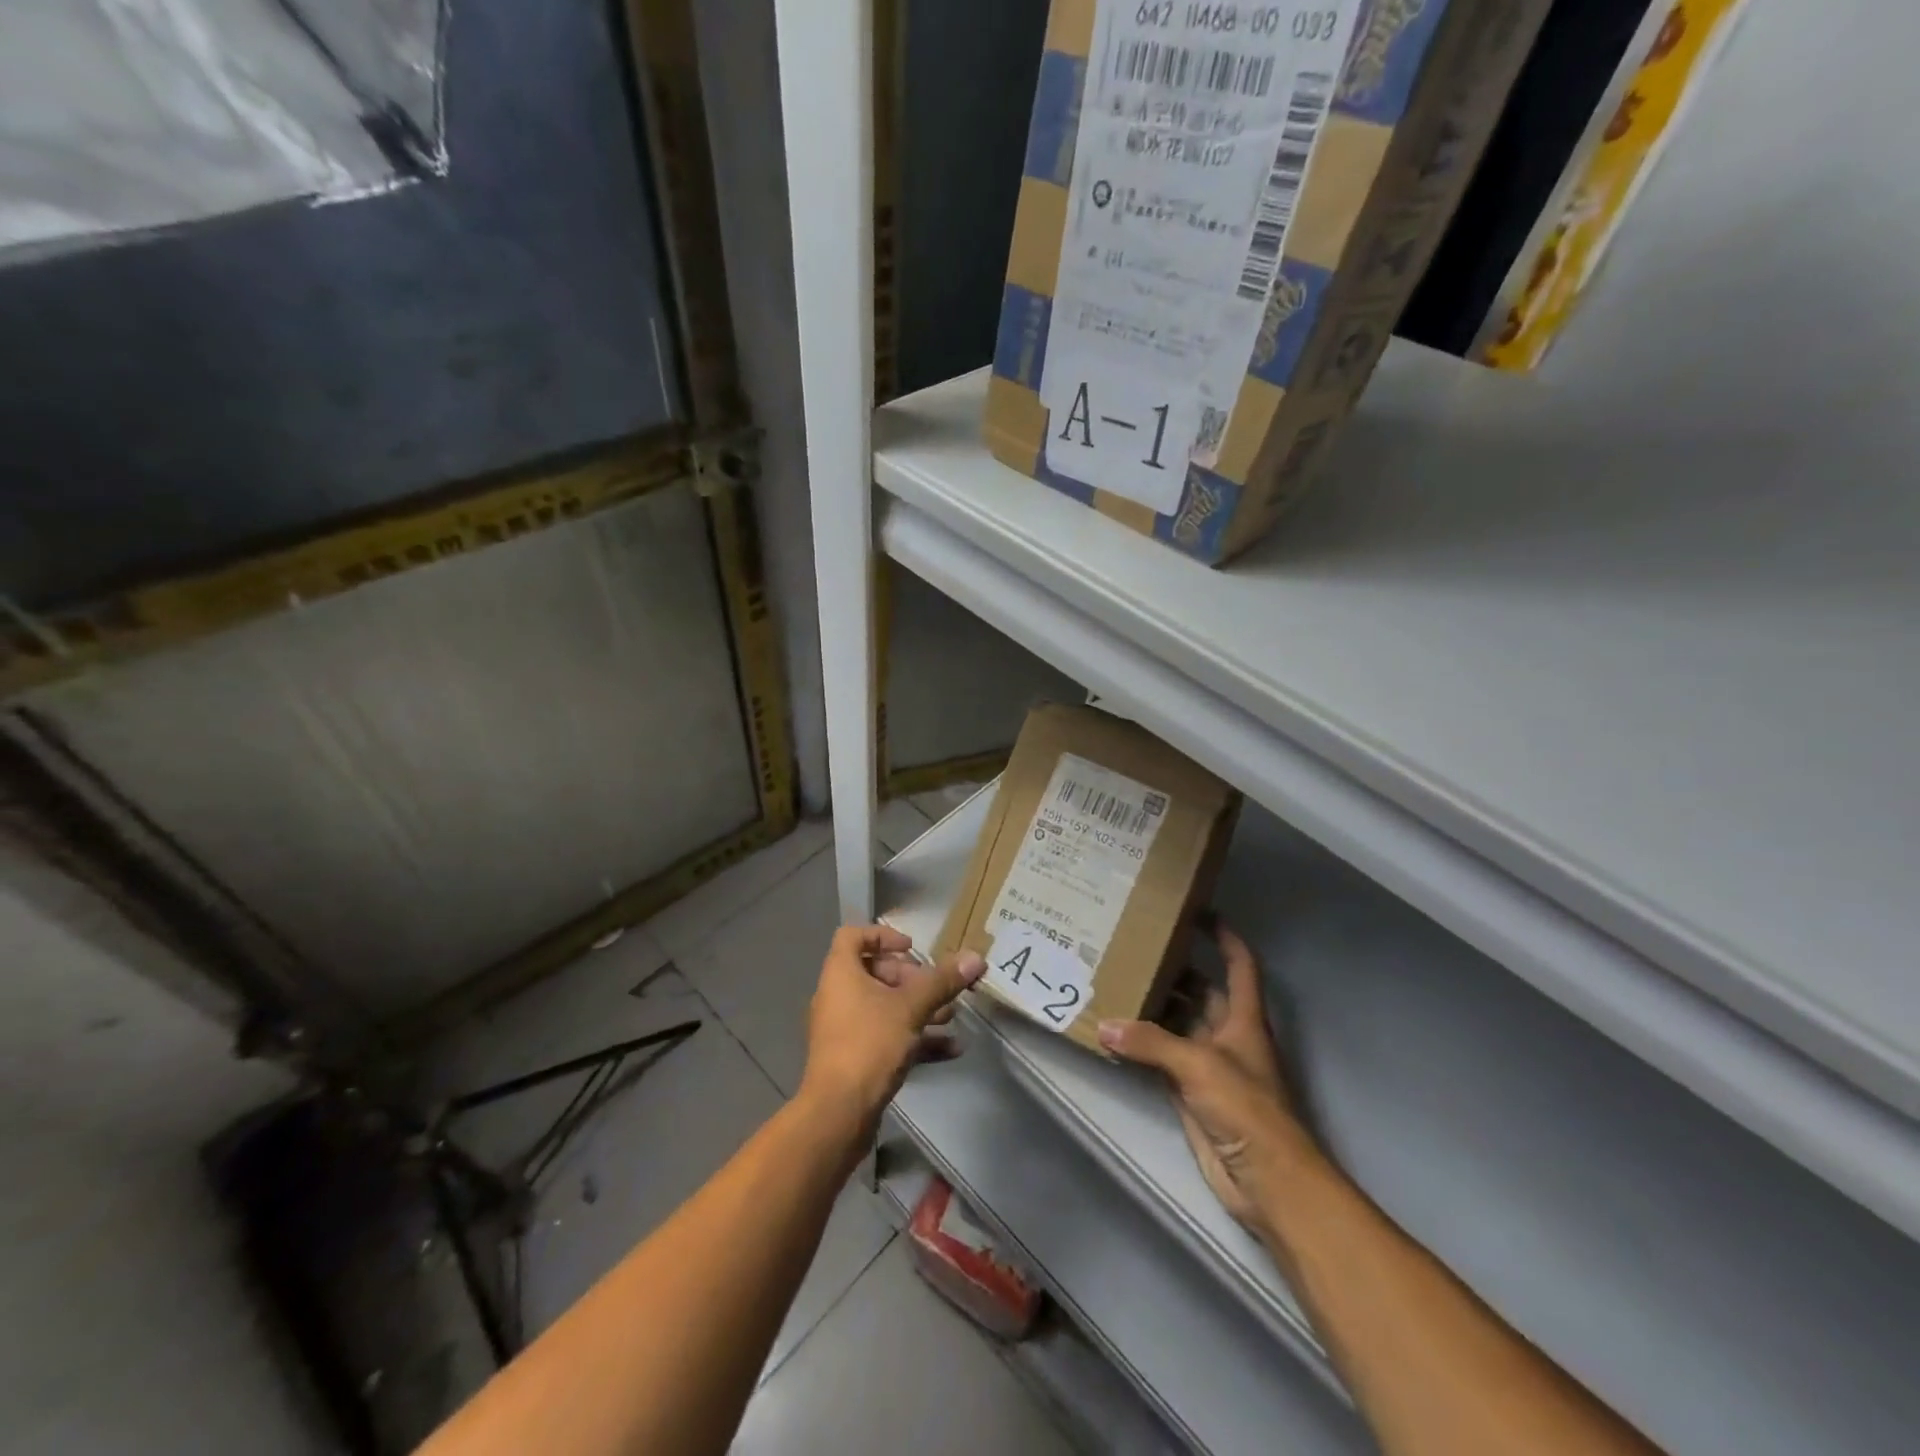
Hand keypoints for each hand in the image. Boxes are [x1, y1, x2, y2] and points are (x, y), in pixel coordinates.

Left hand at [800, 925, 985, 1128]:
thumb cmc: (869, 1044)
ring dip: (919, 1009)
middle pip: (874, 973)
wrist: (838, 1113)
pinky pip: (887, 1038)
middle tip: (937, 988)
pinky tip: (951, 1049)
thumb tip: (975, 957)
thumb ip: (942, 982)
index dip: (883, 936)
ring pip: (884, 1008)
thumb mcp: (911, 1008)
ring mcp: (844, 1030)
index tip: (912, 948)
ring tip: (952, 1016)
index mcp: (840, 973)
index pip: (853, 937)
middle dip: (911, 979)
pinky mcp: (854, 1059)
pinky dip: (915, 1039)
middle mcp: (838, 996)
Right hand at [1098, 921, 1311, 1234]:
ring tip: (1116, 982)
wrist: (1267, 1179)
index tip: (1197, 912)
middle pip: (1202, 991)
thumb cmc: (1246, 1109)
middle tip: (1134, 948)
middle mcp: (1228, 1035)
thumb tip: (1105, 1026)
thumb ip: (1150, 1043)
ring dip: (1154, 1008)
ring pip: (1179, 1024)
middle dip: (1175, 970)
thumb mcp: (1199, 1066)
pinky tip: (1115, 1033)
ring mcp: (1209, 1065)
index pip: (1239, 965)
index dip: (1224, 937)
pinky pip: (1162, 1058)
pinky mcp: (1191, 1093)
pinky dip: (1142, 1046)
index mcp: (1244, 1018)